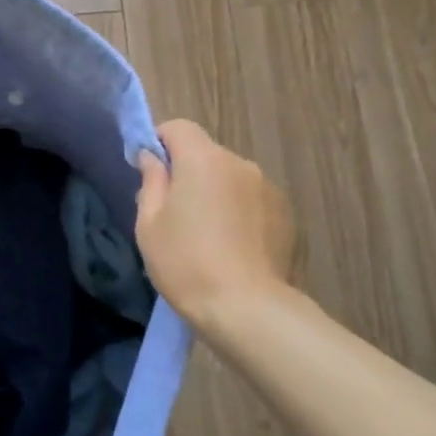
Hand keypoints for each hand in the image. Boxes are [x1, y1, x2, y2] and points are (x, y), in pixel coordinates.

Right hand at [135, 120, 298, 338]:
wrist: (247, 308)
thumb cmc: (186, 263)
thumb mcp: (149, 224)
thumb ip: (151, 182)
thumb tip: (153, 158)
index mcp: (203, 160)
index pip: (179, 127)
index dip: (160, 142)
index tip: (150, 172)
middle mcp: (239, 163)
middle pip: (206, 154)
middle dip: (188, 172)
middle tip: (174, 213)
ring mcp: (267, 188)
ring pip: (231, 178)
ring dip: (216, 193)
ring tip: (207, 235)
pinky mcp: (286, 214)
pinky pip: (252, 201)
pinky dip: (239, 213)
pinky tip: (232, 247)